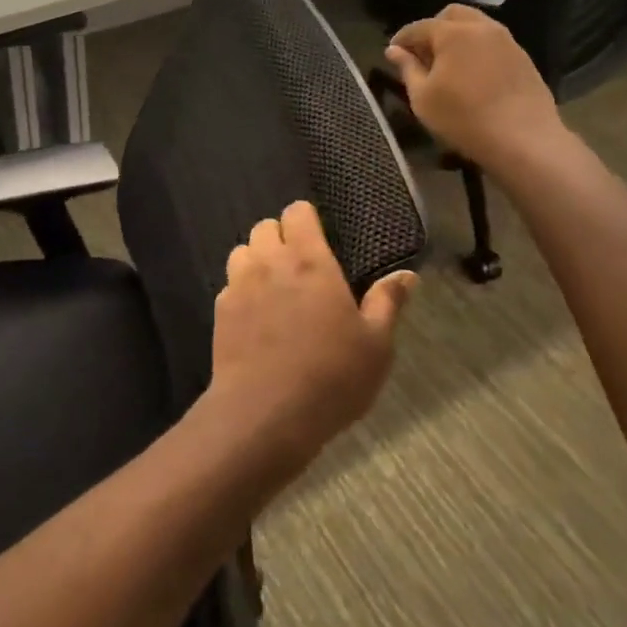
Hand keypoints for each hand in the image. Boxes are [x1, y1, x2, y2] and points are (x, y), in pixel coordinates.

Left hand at [208, 201, 415, 472]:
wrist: (265, 414)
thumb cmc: (330, 376)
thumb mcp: (375, 346)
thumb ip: (387, 303)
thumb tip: (406, 274)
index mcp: (310, 261)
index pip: (298, 212)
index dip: (307, 219)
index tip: (320, 239)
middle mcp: (270, 262)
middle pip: (265, 226)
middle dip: (281, 237)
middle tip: (300, 267)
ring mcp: (239, 284)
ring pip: (242, 250)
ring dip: (257, 259)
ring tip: (274, 287)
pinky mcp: (220, 310)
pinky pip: (229, 284)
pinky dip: (241, 290)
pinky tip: (256, 317)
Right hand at [384, 5, 567, 172]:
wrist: (524, 140)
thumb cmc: (463, 118)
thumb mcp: (423, 97)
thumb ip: (407, 68)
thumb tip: (394, 50)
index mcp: (454, 33)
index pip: (419, 27)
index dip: (402, 39)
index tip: (392, 54)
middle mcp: (482, 28)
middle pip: (452, 15)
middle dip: (434, 29)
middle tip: (423, 54)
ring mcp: (508, 42)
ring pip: (476, 26)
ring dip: (458, 38)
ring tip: (448, 65)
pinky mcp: (524, 59)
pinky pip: (494, 43)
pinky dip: (477, 50)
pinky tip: (473, 76)